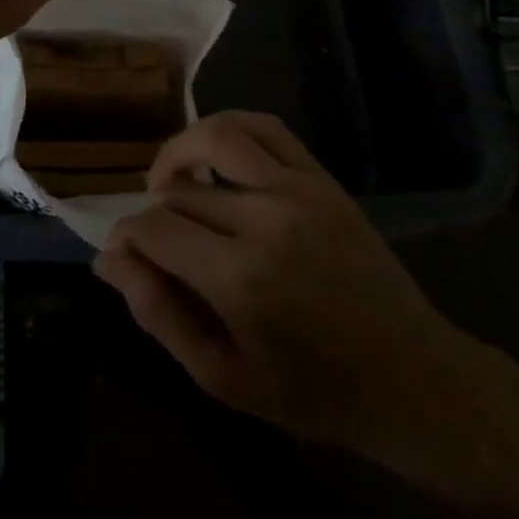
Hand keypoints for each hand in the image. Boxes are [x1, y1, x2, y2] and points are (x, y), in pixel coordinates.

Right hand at [95, 112, 512, 490]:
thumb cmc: (312, 390)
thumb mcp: (224, 377)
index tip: (122, 252)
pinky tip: (217, 153)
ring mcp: (298, 189)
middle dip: (152, 209)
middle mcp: (266, 218)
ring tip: (169, 178)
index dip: (127, 236)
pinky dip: (230, 127)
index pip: (156, 228)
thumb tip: (108, 259)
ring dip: (181, 149)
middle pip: (182, 189)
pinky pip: (267, 128)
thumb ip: (160, 315)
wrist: (410, 376)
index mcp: (240, 278)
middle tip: (150, 236)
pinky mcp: (321, 177)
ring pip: (219, 134)